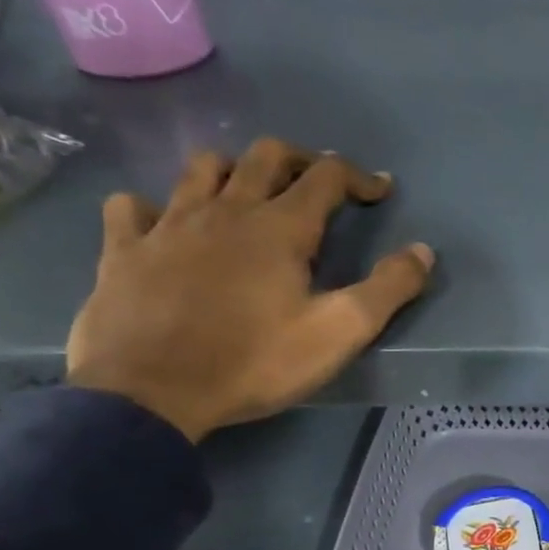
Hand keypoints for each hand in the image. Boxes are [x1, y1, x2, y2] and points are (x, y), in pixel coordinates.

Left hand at [66, 138, 433, 441]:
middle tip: (320, 183)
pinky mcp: (124, 250)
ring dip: (234, 170)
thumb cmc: (255, 361)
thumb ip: (388, 288)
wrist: (149, 393)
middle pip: (264, 156)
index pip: (326, 176)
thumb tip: (423, 251)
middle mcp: (225, 210)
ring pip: (201, 168)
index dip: (360, 177)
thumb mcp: (340, 332)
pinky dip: (155, 207)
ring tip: (249, 195)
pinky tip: (166, 225)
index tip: (381, 191)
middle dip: (301, 160)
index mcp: (280, 227)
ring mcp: (167, 225)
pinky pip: (132, 207)